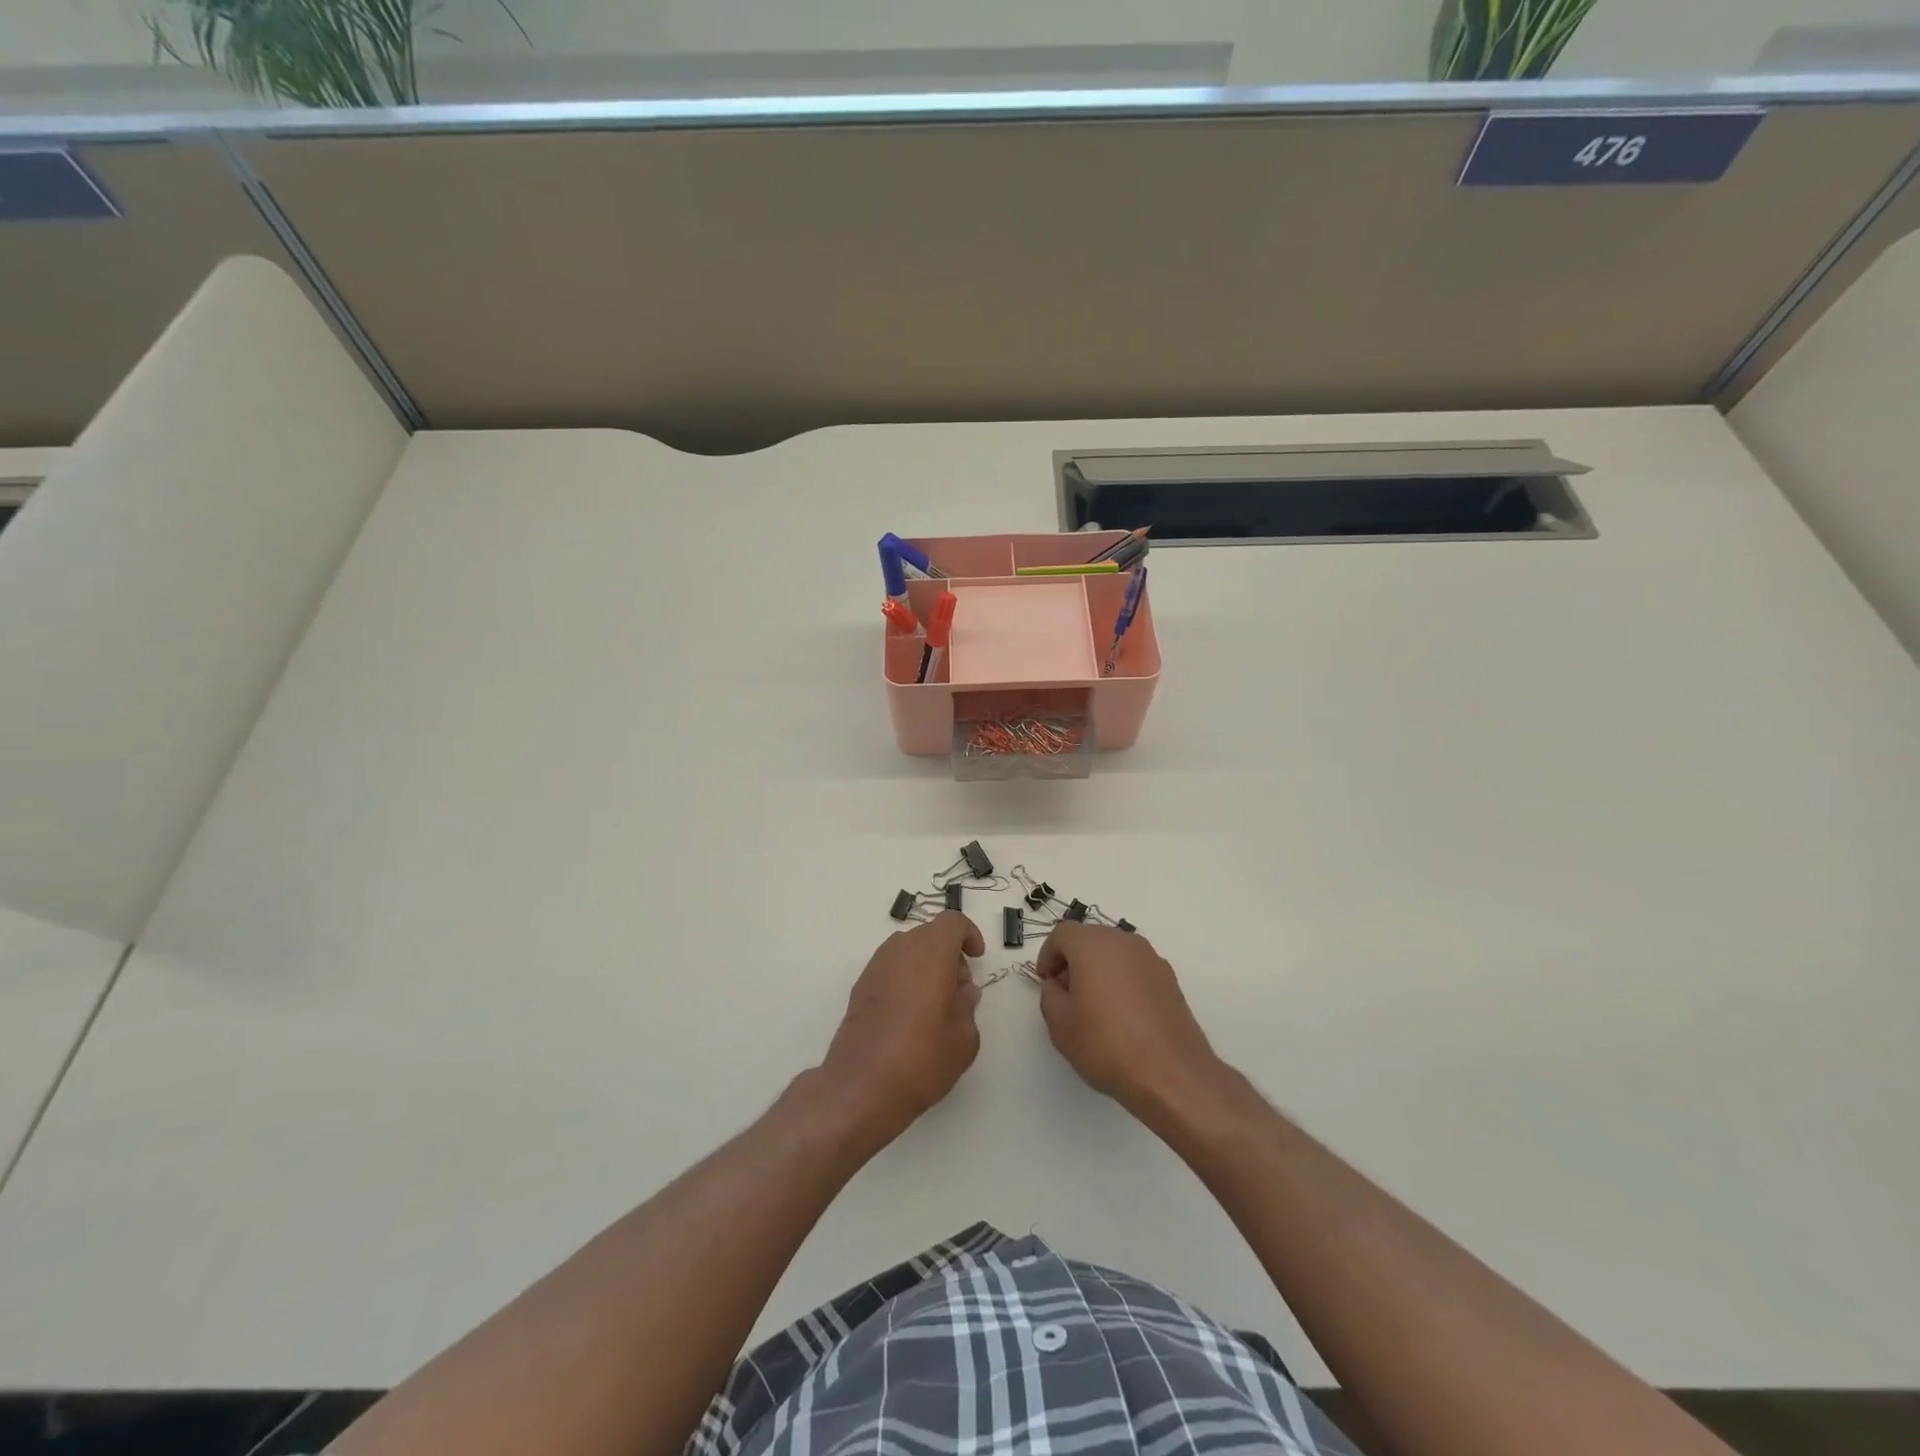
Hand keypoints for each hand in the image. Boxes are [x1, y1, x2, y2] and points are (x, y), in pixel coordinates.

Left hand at [819, 911, 985, 1144]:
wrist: (860, 1087)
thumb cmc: (921, 1059)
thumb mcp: (964, 1039)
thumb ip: (968, 1007)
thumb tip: (963, 993)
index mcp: (930, 953)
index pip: (952, 922)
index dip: (969, 934)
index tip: (976, 958)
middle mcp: (900, 950)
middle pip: (929, 934)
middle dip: (948, 953)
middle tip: (959, 990)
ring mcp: (875, 967)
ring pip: (907, 950)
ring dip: (925, 965)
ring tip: (935, 1005)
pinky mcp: (859, 987)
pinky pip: (890, 968)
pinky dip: (905, 978)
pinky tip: (909, 1016)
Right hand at [1035, 922, 1222, 1121]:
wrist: (1170, 1073)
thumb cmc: (1106, 1044)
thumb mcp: (1060, 1024)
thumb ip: (1050, 995)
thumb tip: (1058, 985)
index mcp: (1093, 945)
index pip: (1062, 934)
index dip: (1048, 955)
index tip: (1046, 982)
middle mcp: (1124, 942)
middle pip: (1090, 939)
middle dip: (1073, 960)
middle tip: (1066, 994)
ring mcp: (1151, 959)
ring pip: (1115, 953)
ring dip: (1099, 970)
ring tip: (1094, 1007)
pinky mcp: (1169, 979)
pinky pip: (1135, 969)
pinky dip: (1122, 981)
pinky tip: (1122, 1015)